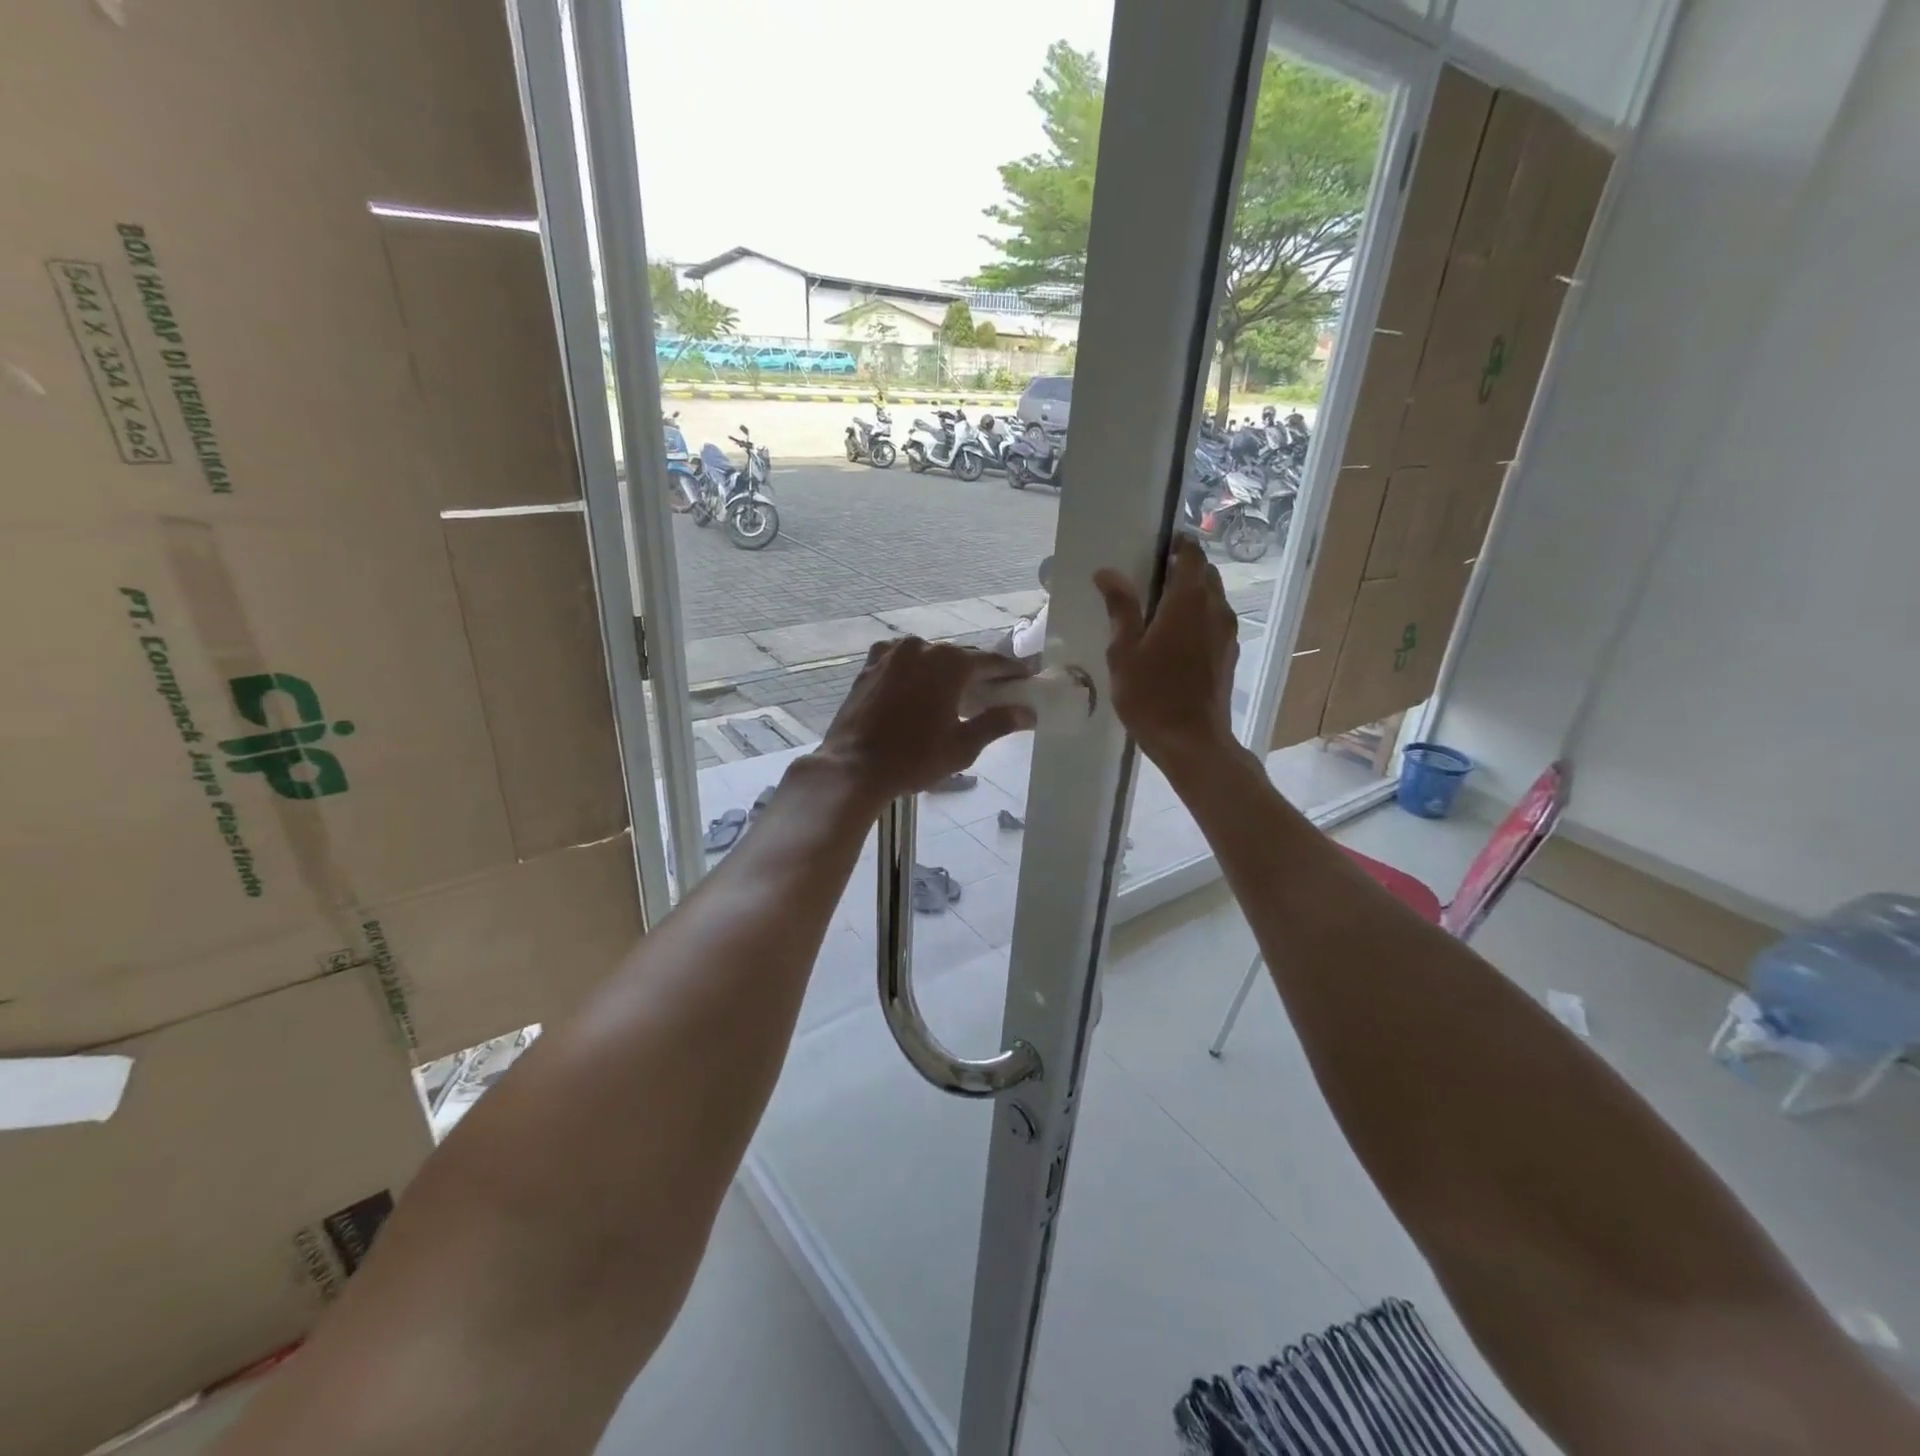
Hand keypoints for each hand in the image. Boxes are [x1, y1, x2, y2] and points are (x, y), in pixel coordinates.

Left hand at [815, 638, 1034, 805]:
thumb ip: (997, 723)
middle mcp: (921, 648)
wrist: (853, 767)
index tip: (1025, 677)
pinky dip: (915, 670)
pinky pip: (901, 661)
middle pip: (959, 656)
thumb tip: (1027, 712)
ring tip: (956, 690)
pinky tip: (918, 686)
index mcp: (948, 663)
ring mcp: (891, 654)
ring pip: (928, 657)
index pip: (990, 661)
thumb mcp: (962, 746)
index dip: (1010, 670)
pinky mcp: (869, 666)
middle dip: (977, 671)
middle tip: (994, 688)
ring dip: (944, 670)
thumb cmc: (914, 758)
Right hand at [1093, 537, 1240, 769]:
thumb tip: (1108, 572)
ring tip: (1160, 610)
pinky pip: (1215, 622)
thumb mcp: (1125, 651)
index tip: (1157, 548)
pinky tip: (1175, 638)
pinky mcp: (1228, 655)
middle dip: (1183, 569)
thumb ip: (1120, 608)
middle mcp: (1215, 609)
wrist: (1192, 742)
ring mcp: (1227, 634)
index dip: (1178, 545)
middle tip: (1152, 579)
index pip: (1191, 555)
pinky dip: (1198, 618)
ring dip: (1192, 595)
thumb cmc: (1151, 695)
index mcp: (1188, 601)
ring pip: (1213, 599)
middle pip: (1205, 574)